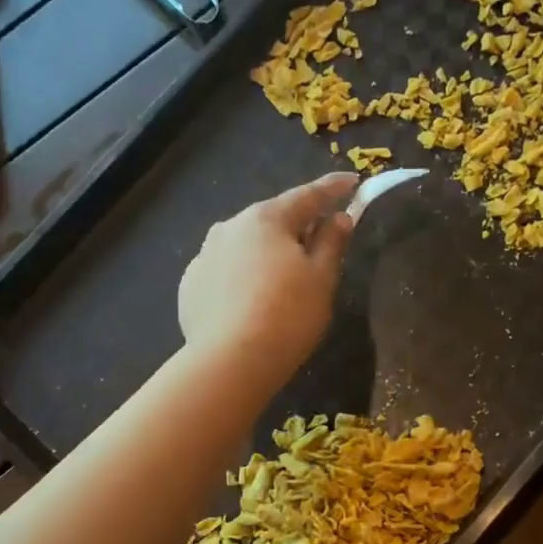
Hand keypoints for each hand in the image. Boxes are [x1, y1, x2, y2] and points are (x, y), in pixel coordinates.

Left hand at [178, 172, 358, 380]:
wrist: (230, 362)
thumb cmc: (287, 316)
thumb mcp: (322, 279)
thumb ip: (332, 243)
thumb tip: (339, 217)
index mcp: (267, 219)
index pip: (308, 195)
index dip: (333, 189)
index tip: (352, 181)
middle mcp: (230, 227)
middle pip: (272, 219)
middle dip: (296, 225)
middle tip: (318, 238)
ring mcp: (204, 256)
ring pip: (244, 246)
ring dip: (265, 252)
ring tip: (280, 277)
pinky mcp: (190, 286)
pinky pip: (225, 272)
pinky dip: (242, 277)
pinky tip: (250, 301)